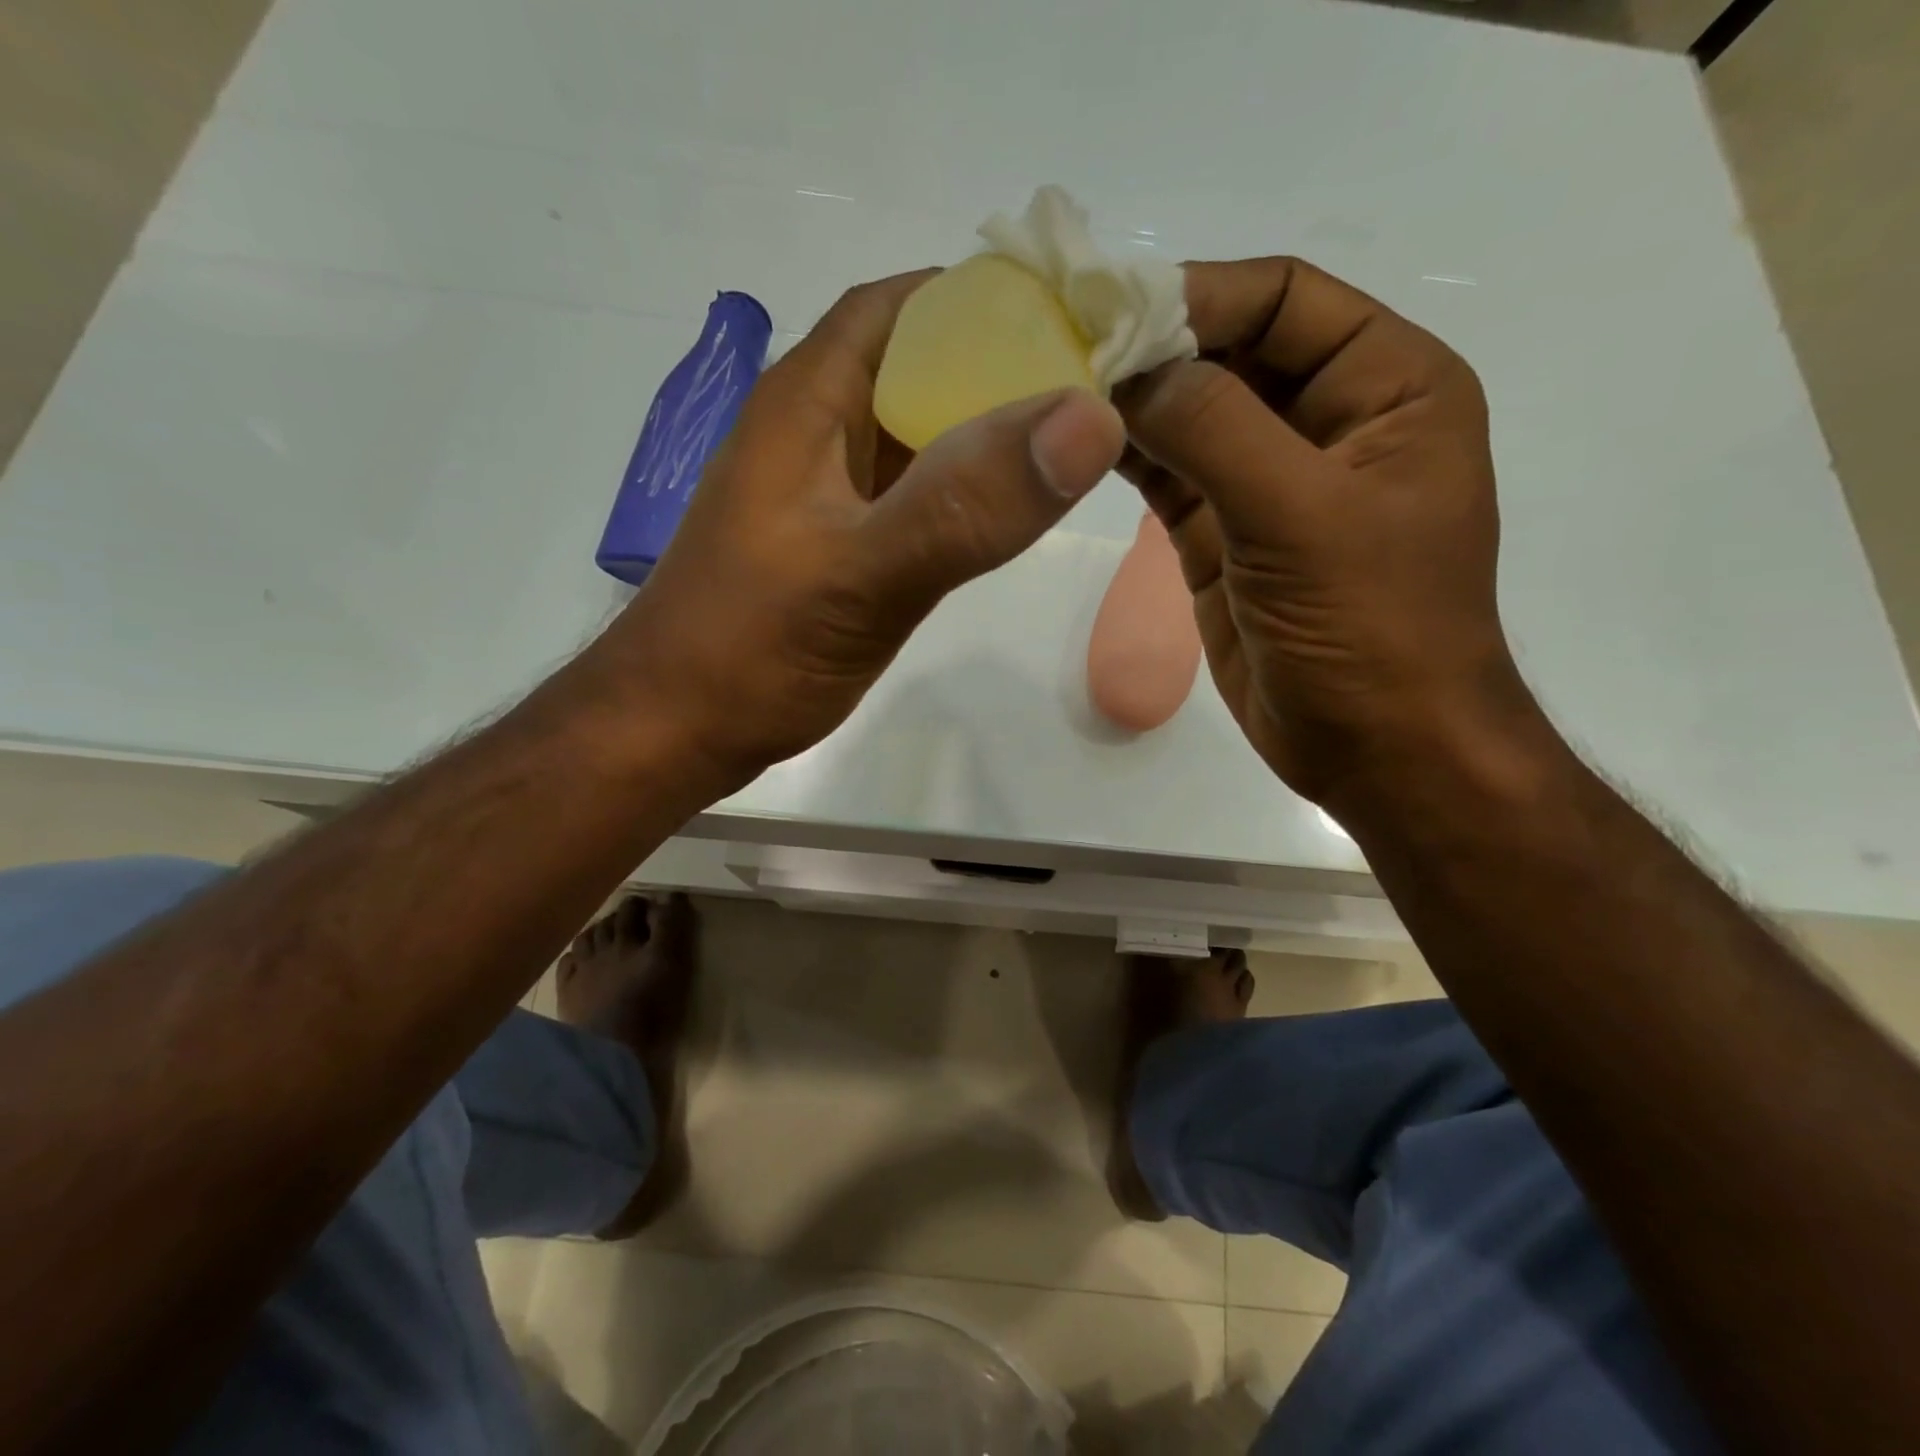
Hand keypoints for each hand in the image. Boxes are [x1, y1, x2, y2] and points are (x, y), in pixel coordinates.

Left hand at [602, 272, 1125, 788]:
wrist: (676, 727)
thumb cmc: (750, 648)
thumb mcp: (861, 575)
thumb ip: (966, 505)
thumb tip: (1089, 418)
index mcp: (810, 400)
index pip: (908, 307)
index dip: (991, 300)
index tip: (1080, 323)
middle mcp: (815, 429)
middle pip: (920, 365)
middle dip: (1005, 367)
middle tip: (1098, 392)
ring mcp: (824, 490)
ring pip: (918, 433)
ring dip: (985, 432)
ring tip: (1070, 444)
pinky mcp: (835, 542)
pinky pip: (910, 493)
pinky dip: (960, 490)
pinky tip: (1003, 512)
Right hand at [1117, 257, 1538, 805]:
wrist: (1376, 746)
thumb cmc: (1371, 627)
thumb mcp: (1303, 516)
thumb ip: (1217, 431)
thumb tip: (1131, 371)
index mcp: (1387, 386)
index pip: (1285, 300)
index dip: (1200, 295)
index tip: (1109, 305)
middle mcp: (1328, 420)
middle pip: (1230, 354)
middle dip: (1154, 348)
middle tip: (1063, 346)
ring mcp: (1268, 483)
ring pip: (1192, 417)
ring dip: (1132, 402)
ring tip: (1055, 389)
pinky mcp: (1224, 536)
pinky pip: (1171, 476)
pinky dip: (1129, 457)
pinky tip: (1078, 443)